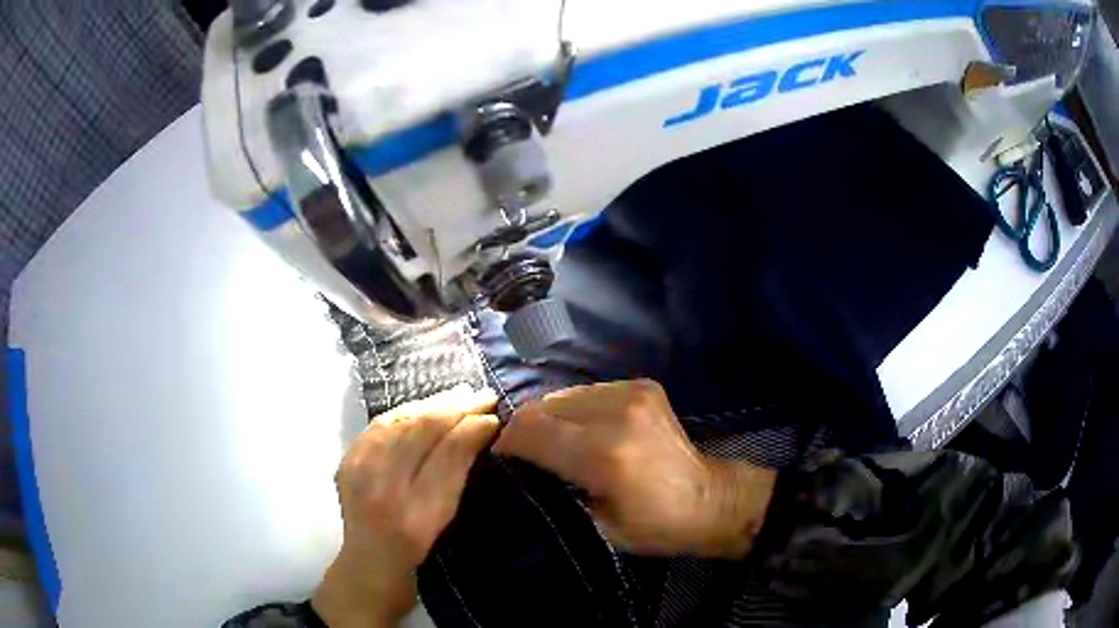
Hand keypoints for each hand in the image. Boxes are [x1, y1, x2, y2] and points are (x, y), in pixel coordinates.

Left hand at [312, 385, 499, 627]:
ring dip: (428, 404)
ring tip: (457, 395)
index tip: (492, 410)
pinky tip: (422, 408)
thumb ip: (458, 468)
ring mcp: (354, 467)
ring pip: (395, 420)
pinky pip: (378, 426)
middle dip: (450, 405)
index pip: (440, 449)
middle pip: (413, 427)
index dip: (467, 423)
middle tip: (480, 394)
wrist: (369, 560)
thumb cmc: (415, 545)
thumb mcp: (444, 514)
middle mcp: (374, 481)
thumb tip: (484, 424)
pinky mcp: (346, 459)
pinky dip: (405, 413)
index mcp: (405, 505)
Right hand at [494, 380, 774, 558]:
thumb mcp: (597, 525)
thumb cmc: (655, 526)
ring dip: (553, 419)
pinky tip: (589, 432)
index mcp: (604, 457)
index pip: (529, 430)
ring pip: (563, 396)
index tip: (504, 461)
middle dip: (527, 431)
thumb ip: (555, 489)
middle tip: (530, 456)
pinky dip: (578, 411)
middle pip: (541, 406)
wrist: (711, 500)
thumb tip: (521, 465)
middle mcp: (617, 414)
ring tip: (561, 444)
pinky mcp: (643, 386)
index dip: (507, 444)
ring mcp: (633, 393)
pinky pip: (588, 392)